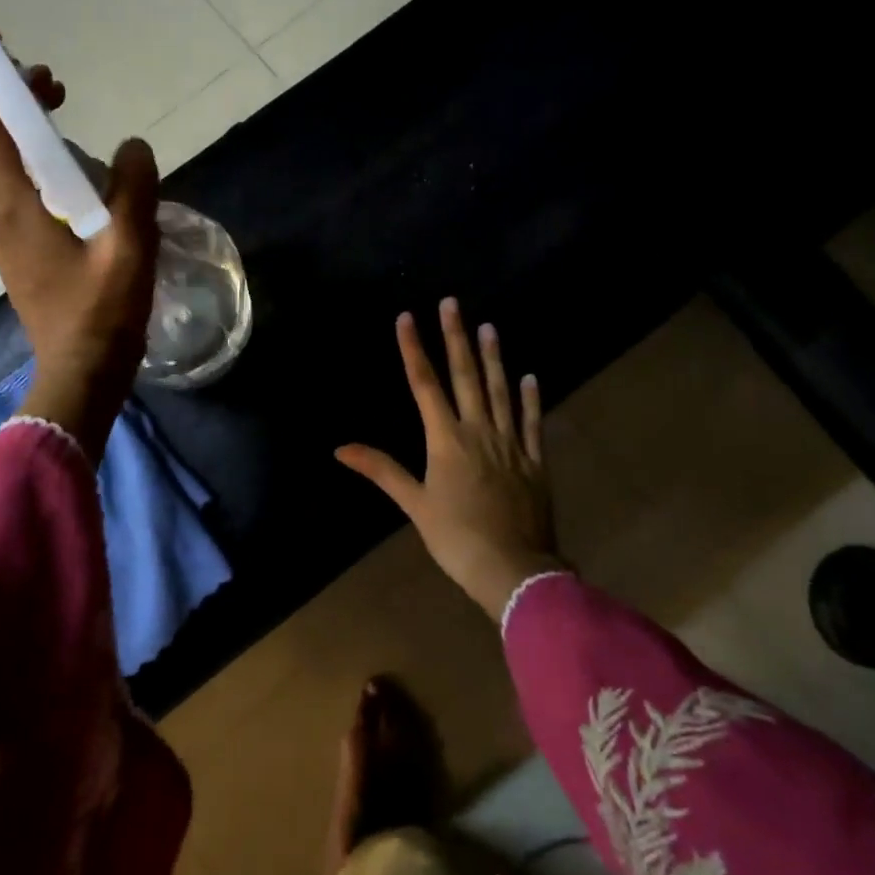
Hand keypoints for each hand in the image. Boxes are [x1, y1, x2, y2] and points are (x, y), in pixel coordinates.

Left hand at [0, 65, 159, 464]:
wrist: (81, 376)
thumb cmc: (101, 313)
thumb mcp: (130, 246)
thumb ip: (134, 187)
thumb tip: (133, 147)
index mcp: (11, 206)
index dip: (8, 92)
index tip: (47, 78)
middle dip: (21, 112)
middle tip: (65, 99)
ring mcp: (2, 238)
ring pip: (4, 171)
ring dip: (32, 143)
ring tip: (78, 138)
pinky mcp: (17, 255)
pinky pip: (18, 197)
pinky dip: (38, 174)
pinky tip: (80, 187)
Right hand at [336, 300, 563, 621]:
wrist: (513, 570)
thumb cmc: (456, 538)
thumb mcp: (414, 504)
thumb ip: (381, 470)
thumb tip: (339, 448)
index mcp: (446, 440)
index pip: (425, 384)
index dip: (413, 349)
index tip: (407, 317)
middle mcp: (478, 431)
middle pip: (465, 376)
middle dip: (456, 337)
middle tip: (453, 303)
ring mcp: (510, 443)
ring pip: (500, 391)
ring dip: (494, 358)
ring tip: (490, 327)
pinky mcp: (534, 461)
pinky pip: (532, 423)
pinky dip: (530, 399)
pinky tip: (530, 377)